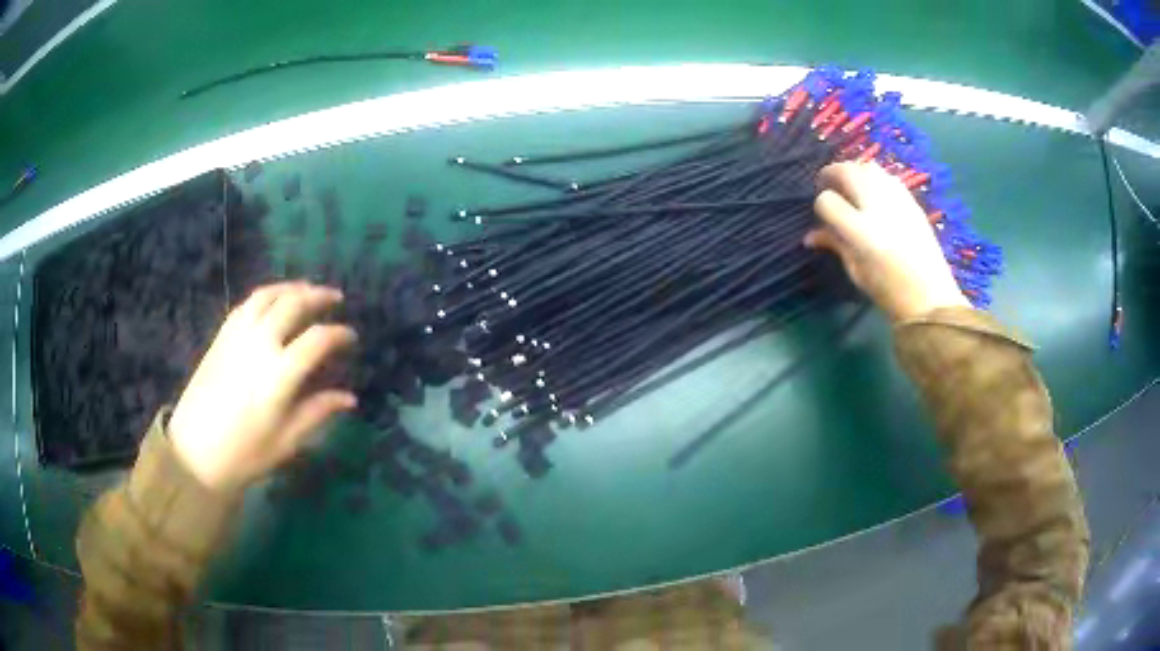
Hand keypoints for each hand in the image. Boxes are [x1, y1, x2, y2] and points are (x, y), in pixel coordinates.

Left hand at [168, 282, 357, 491]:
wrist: (195, 453)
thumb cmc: (245, 454)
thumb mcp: (287, 441)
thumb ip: (317, 412)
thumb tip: (349, 397)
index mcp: (279, 374)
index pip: (317, 340)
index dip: (339, 334)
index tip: (351, 337)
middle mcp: (259, 344)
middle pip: (293, 304)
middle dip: (318, 296)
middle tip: (335, 298)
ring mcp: (237, 336)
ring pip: (267, 296)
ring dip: (291, 288)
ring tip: (306, 290)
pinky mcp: (221, 337)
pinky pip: (247, 305)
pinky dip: (266, 296)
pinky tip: (273, 302)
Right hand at [806, 162, 969, 321]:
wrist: (930, 298)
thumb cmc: (889, 291)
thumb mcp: (856, 271)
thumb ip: (835, 244)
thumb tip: (811, 235)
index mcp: (861, 231)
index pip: (827, 201)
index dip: (819, 205)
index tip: (821, 216)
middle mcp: (878, 208)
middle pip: (847, 172)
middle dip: (832, 175)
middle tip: (828, 186)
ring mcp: (897, 201)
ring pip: (868, 167)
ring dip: (854, 171)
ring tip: (851, 186)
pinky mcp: (912, 201)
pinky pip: (888, 177)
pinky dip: (875, 178)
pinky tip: (874, 193)